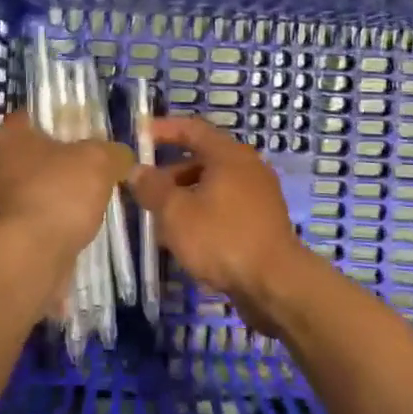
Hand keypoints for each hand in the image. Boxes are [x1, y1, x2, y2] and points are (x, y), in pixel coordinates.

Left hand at [0, 111, 132, 269]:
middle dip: (56, 160)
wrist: (31, 255)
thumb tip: (121, 157)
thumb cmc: (59, 192)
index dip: (58, 121)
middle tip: (89, 167)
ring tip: (86, 200)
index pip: (31, 116)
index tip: (83, 132)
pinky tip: (72, 224)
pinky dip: (48, 218)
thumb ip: (114, 152)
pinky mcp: (0, 231)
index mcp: (8, 134)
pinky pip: (31, 215)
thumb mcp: (101, 160)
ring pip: (30, 186)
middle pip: (31, 153)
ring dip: (52, 192)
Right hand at [127, 115, 320, 323]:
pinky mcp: (262, 222)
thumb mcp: (176, 212)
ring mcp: (259, 196)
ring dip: (184, 196)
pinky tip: (186, 238)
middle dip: (170, 172)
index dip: (164, 129)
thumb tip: (137, 171)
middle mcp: (247, 168)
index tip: (140, 135)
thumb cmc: (221, 238)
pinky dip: (203, 213)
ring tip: (159, 219)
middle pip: (203, 159)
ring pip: (213, 186)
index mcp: (228, 155)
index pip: (192, 129)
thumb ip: (152, 188)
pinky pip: (225, 207)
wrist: (275, 284)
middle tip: (144, 187)